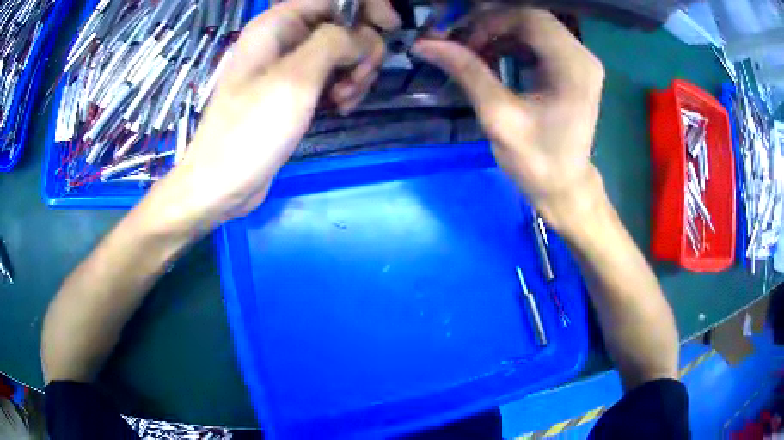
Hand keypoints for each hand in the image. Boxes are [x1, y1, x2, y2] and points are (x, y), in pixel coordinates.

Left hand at [146, 0, 399, 232]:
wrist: (222, 184)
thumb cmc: (250, 130)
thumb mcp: (294, 79)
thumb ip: (334, 43)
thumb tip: (361, 37)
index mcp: (276, 25)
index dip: (365, 7)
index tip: (389, 27)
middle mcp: (283, 38)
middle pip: (341, 24)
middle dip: (360, 48)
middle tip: (358, 80)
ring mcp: (288, 65)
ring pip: (340, 52)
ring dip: (354, 73)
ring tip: (344, 102)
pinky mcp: (294, 90)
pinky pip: (330, 76)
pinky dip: (343, 88)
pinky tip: (339, 108)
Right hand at [413, 7, 604, 229]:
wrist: (564, 187)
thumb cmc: (537, 161)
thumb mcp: (499, 118)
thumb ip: (467, 73)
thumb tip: (426, 44)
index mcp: (574, 67)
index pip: (529, 19)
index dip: (489, 22)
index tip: (459, 40)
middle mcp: (583, 57)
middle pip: (532, 18)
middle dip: (491, 25)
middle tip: (460, 42)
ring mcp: (580, 61)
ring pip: (533, 27)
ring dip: (499, 33)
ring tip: (471, 51)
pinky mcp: (573, 68)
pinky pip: (538, 41)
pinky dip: (511, 43)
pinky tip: (491, 56)